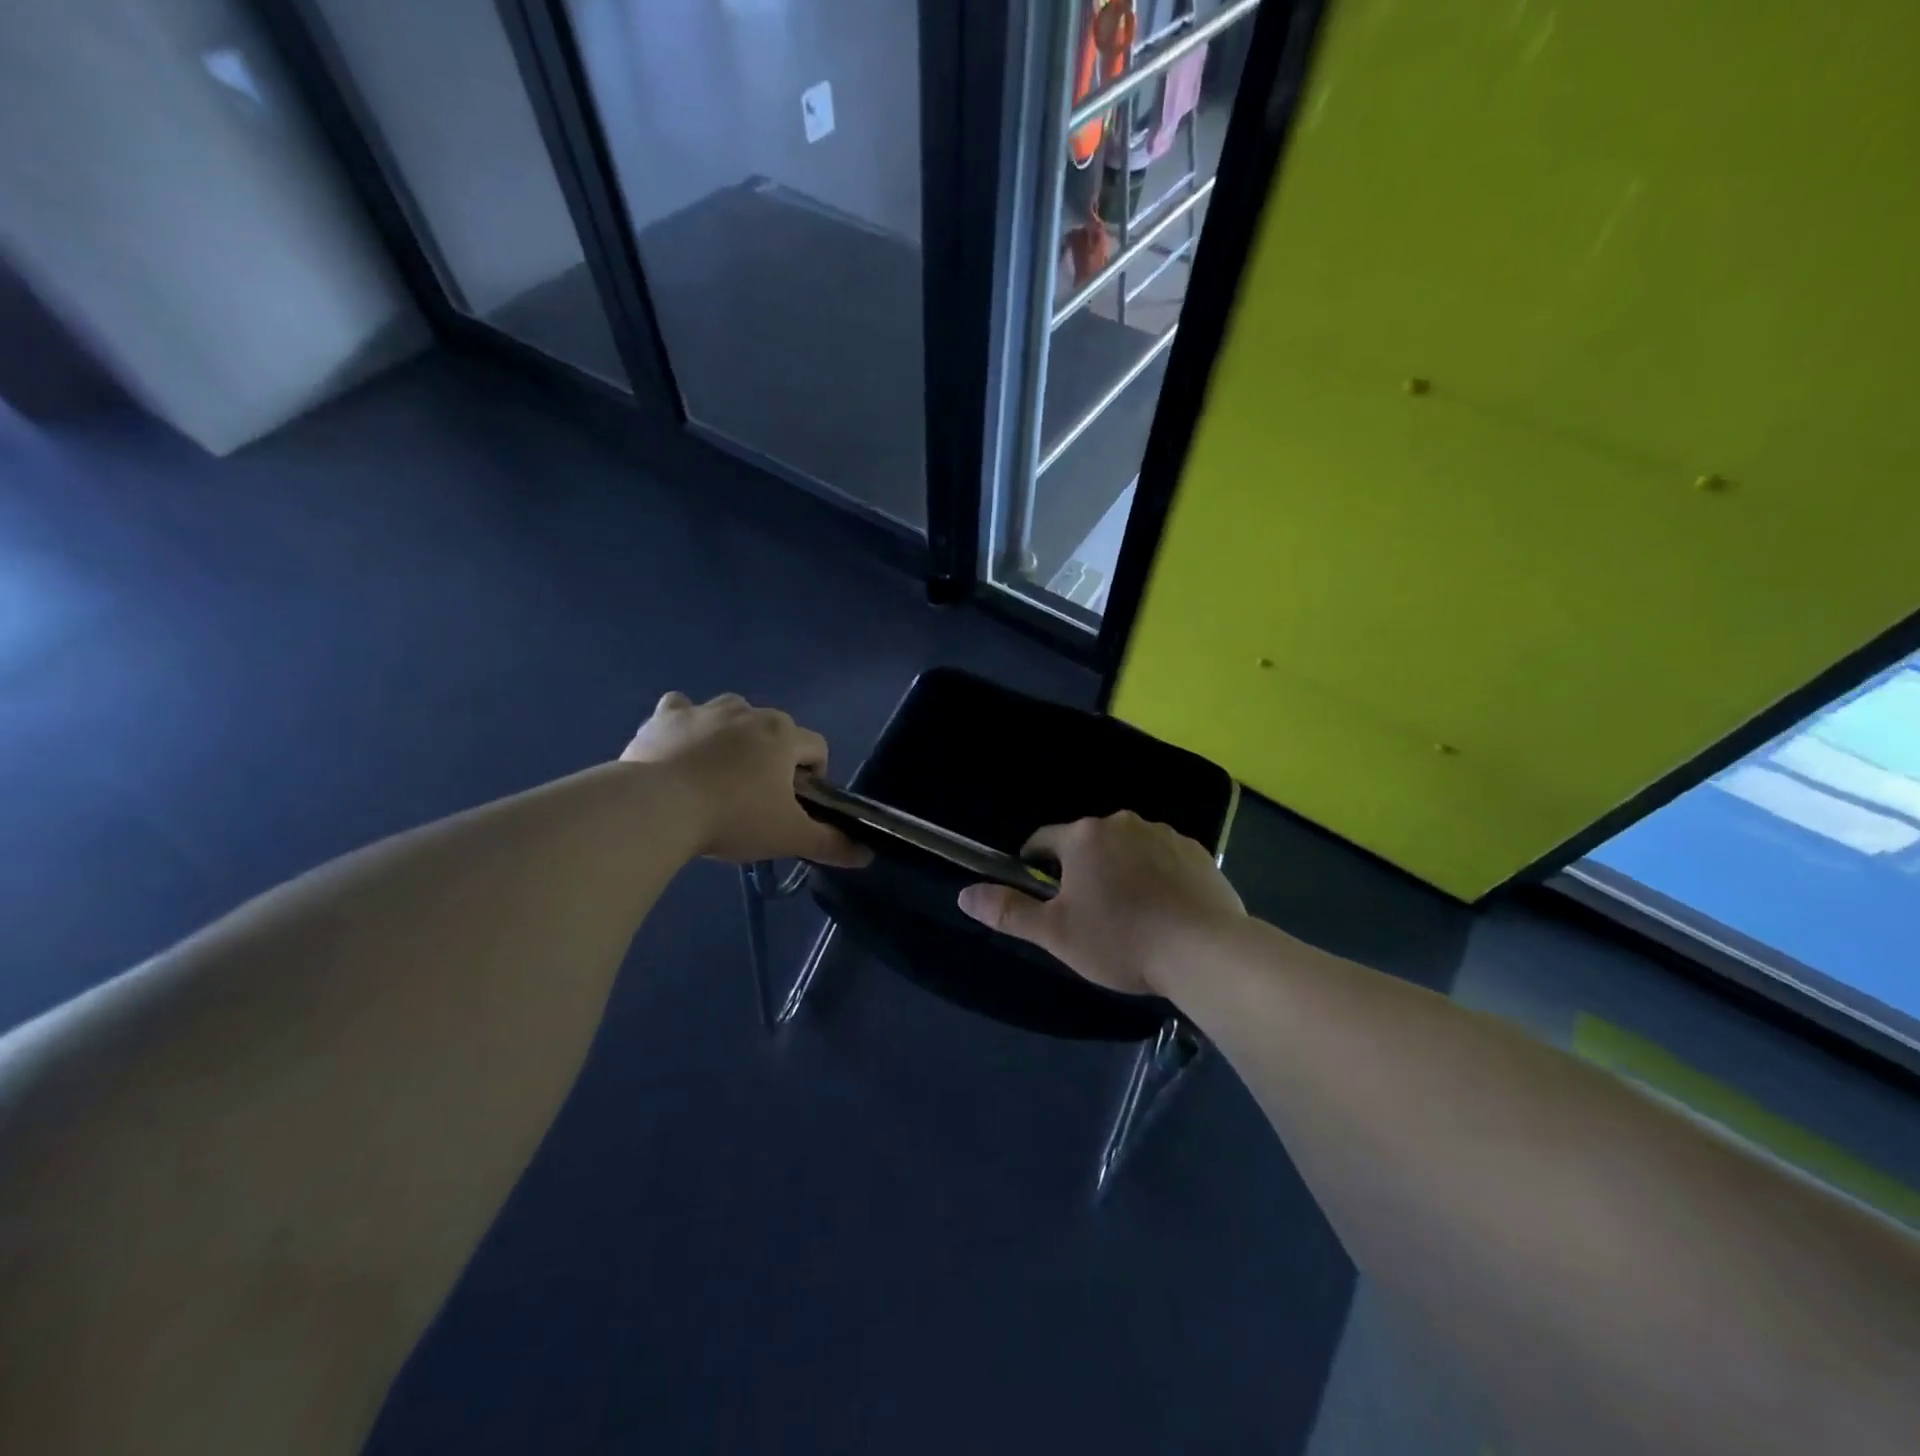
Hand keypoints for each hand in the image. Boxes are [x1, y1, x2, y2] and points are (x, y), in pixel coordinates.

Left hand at [622, 692, 871, 867]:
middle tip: (756, 799)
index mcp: (784, 735)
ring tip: (718, 776)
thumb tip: (867, 855)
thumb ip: (831, 844)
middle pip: (776, 729)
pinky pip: (683, 709)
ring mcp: (706, 710)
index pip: (817, 747)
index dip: (815, 776)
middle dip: (773, 757)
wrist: (659, 807)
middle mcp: (749, 711)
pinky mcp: (666, 716)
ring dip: (733, 736)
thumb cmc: (734, 817)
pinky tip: (681, 748)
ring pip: (732, 714)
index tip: (796, 805)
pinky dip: (687, 724)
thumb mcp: (789, 837)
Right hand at [957, 811, 1243, 996]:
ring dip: (1120, 871)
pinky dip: (1156, 876)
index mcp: (1083, 836)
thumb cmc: (1120, 940)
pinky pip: (1162, 859)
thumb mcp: (1055, 933)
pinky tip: (1163, 911)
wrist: (1204, 951)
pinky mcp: (1197, 851)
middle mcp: (1122, 822)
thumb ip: (1008, 911)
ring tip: (1130, 915)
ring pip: (1126, 849)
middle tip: (1089, 915)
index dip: (1035, 867)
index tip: (1043, 896)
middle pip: (1087, 844)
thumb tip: (964, 895)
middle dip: (1081, 872)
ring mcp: (1164, 834)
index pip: (1043, 841)